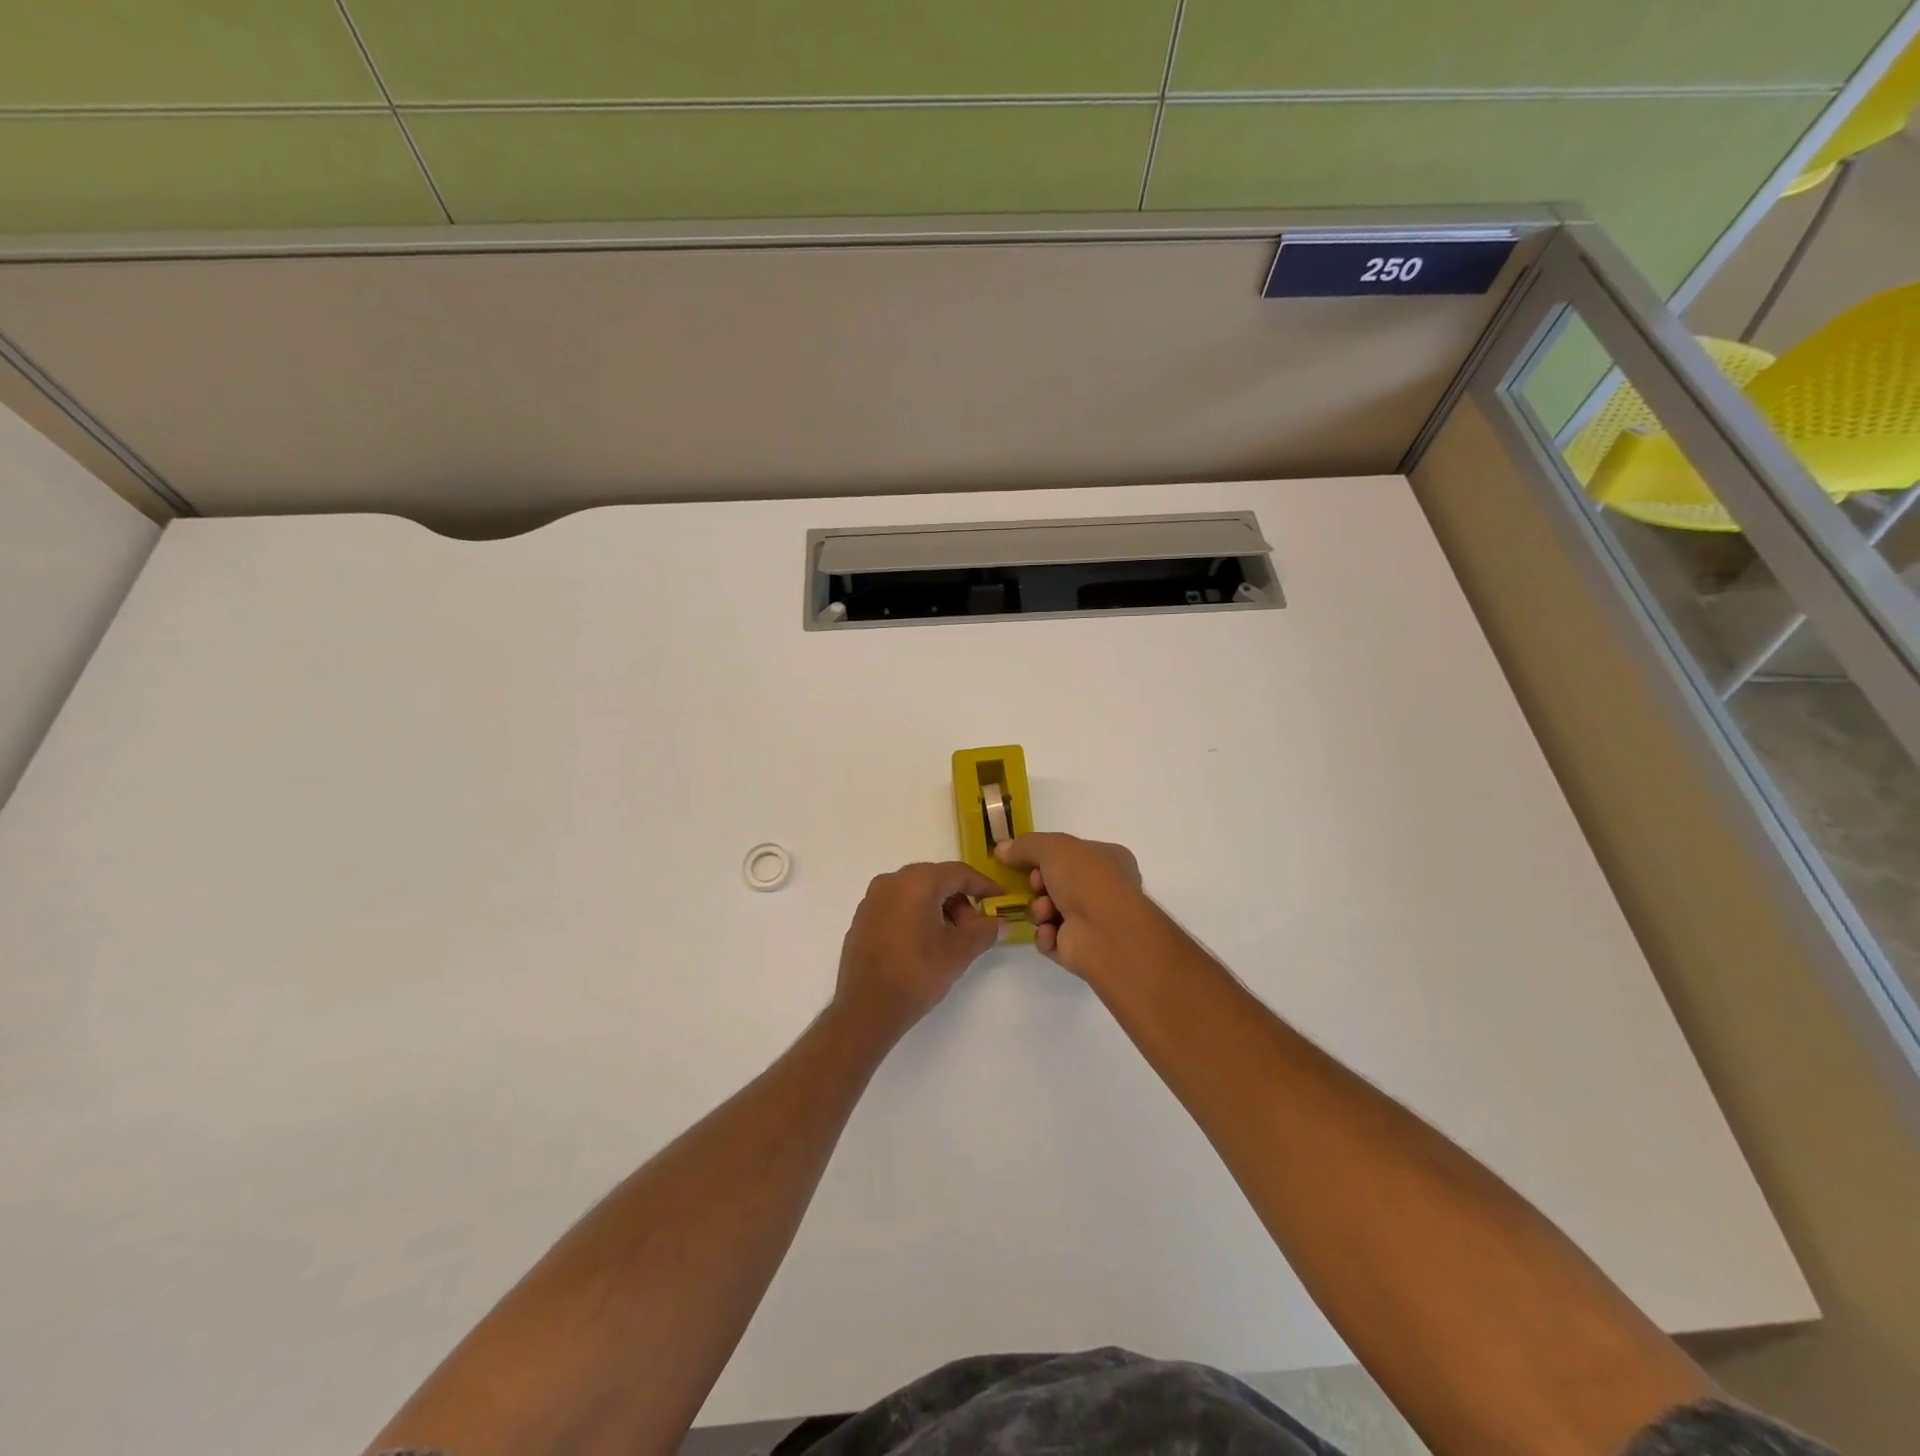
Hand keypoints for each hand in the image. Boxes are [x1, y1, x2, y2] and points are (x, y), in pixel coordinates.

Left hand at [834, 862, 1003, 1040]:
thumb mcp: (958, 953)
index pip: (958, 873)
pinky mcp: (862, 918)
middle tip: (975, 927)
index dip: (983, 885)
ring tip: (951, 939)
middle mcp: (891, 881)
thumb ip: (984, 931)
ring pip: (915, 891)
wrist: (865, 1008)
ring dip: (939, 907)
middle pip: (936, 879)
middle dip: (960, 899)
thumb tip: (1000, 923)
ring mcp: (872, 899)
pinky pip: (897, 904)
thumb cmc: (916, 974)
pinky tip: (924, 942)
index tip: (1000, 899)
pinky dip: (917, 914)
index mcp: (916, 882)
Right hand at [993, 832, 1146, 981]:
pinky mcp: (1079, 949)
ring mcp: (1092, 921)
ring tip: (1045, 912)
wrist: (1105, 931)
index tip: (1025, 860)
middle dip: (1038, 885)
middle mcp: (1102, 889)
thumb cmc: (1086, 878)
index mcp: (1107, 860)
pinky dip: (1045, 935)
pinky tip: (1050, 933)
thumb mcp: (1053, 847)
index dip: (1045, 856)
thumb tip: (1001, 849)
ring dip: (1039, 910)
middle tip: (1037, 886)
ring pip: (1049, 911)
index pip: (1070, 854)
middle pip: (1055, 883)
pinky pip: (1050, 938)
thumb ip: (1025, 845)